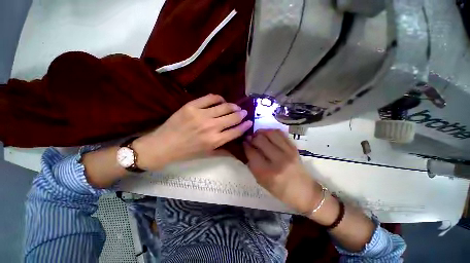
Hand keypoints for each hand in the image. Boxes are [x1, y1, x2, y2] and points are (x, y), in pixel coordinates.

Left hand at [134, 94, 252, 169]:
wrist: (162, 145)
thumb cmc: (186, 152)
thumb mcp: (206, 154)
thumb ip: (223, 148)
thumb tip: (236, 143)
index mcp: (215, 141)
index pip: (236, 131)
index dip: (245, 126)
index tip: (249, 121)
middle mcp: (211, 127)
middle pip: (233, 117)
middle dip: (241, 114)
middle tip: (243, 112)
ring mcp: (201, 115)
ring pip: (224, 106)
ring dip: (233, 106)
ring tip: (235, 107)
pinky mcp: (192, 106)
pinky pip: (211, 98)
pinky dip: (219, 99)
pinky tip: (221, 101)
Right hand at [243, 129, 322, 212]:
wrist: (305, 192)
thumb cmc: (281, 191)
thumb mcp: (262, 182)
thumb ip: (252, 165)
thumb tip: (246, 149)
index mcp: (268, 173)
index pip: (252, 153)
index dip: (245, 145)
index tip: (243, 143)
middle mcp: (278, 160)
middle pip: (260, 140)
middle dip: (252, 138)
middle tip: (250, 139)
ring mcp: (288, 152)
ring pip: (270, 133)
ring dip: (261, 132)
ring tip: (258, 135)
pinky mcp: (294, 148)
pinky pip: (280, 133)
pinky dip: (271, 132)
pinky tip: (267, 135)